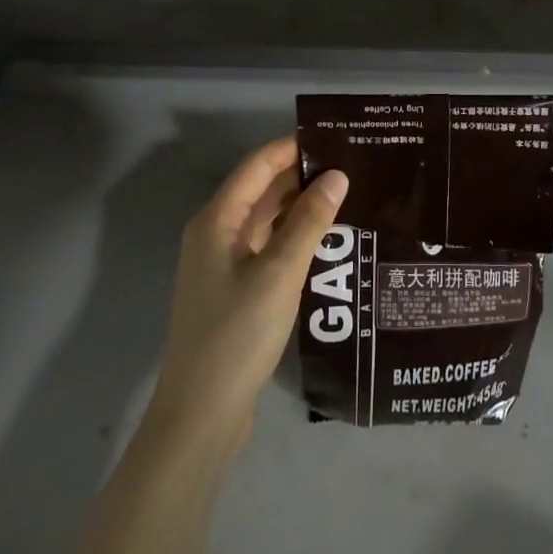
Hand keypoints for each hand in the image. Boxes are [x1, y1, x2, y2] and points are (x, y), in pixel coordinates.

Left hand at [147, 138, 348, 454]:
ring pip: (266, 220)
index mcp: (217, 220)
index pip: (258, 166)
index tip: (336, 137)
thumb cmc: (237, 334)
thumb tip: (337, 175)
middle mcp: (216, 234)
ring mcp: (224, 265)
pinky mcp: (235, 291)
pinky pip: (268, 248)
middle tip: (352, 165)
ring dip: (301, 207)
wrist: (200, 416)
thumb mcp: (279, 273)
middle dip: (302, 176)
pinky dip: (294, 237)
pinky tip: (327, 239)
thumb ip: (309, 222)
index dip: (293, 148)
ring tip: (348, 195)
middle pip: (262, 190)